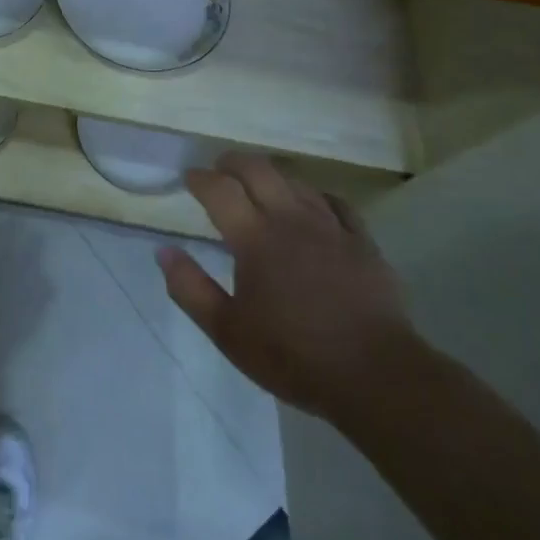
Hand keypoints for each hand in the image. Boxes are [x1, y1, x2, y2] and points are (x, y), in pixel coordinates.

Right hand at [157, 153, 415, 418]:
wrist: (375, 376)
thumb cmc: (293, 355)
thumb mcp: (227, 331)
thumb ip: (190, 288)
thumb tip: (164, 251)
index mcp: (254, 238)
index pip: (219, 189)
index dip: (200, 178)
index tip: (189, 178)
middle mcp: (290, 219)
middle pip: (258, 169)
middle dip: (233, 162)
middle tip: (219, 169)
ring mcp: (331, 227)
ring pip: (295, 181)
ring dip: (271, 176)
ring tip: (259, 186)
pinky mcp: (362, 242)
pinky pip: (336, 202)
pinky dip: (314, 196)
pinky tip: (312, 205)